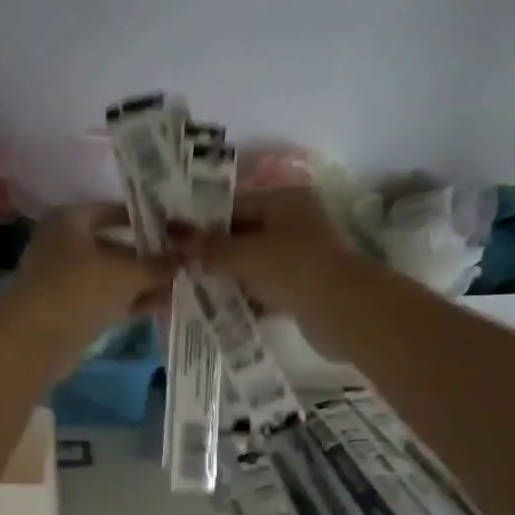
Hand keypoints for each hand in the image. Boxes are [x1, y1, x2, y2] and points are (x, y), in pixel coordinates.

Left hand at [10, 203, 174, 357]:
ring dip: (143, 282)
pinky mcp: (69, 309)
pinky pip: (106, 299)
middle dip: (148, 256)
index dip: (145, 219)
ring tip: (181, 286)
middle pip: (114, 245)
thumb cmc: (80, 288)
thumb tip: (187, 255)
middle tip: (184, 262)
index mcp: (70, 219)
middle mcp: (64, 243)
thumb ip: (159, 264)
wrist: (35, 340)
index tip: (176, 229)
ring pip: (112, 276)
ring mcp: (65, 279)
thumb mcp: (127, 272)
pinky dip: (130, 301)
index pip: (113, 210)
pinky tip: (162, 306)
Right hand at [185, 187, 365, 324]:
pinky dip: (242, 296)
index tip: (169, 237)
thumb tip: (172, 231)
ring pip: (250, 263)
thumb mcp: (245, 255)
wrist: (345, 313)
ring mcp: (298, 257)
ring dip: (224, 276)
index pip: (232, 205)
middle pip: (240, 234)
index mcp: (284, 202)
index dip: (200, 221)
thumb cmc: (294, 269)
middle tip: (175, 265)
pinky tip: (216, 308)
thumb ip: (208, 247)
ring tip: (188, 287)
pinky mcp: (300, 287)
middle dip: (210, 252)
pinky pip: (262, 288)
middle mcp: (292, 223)